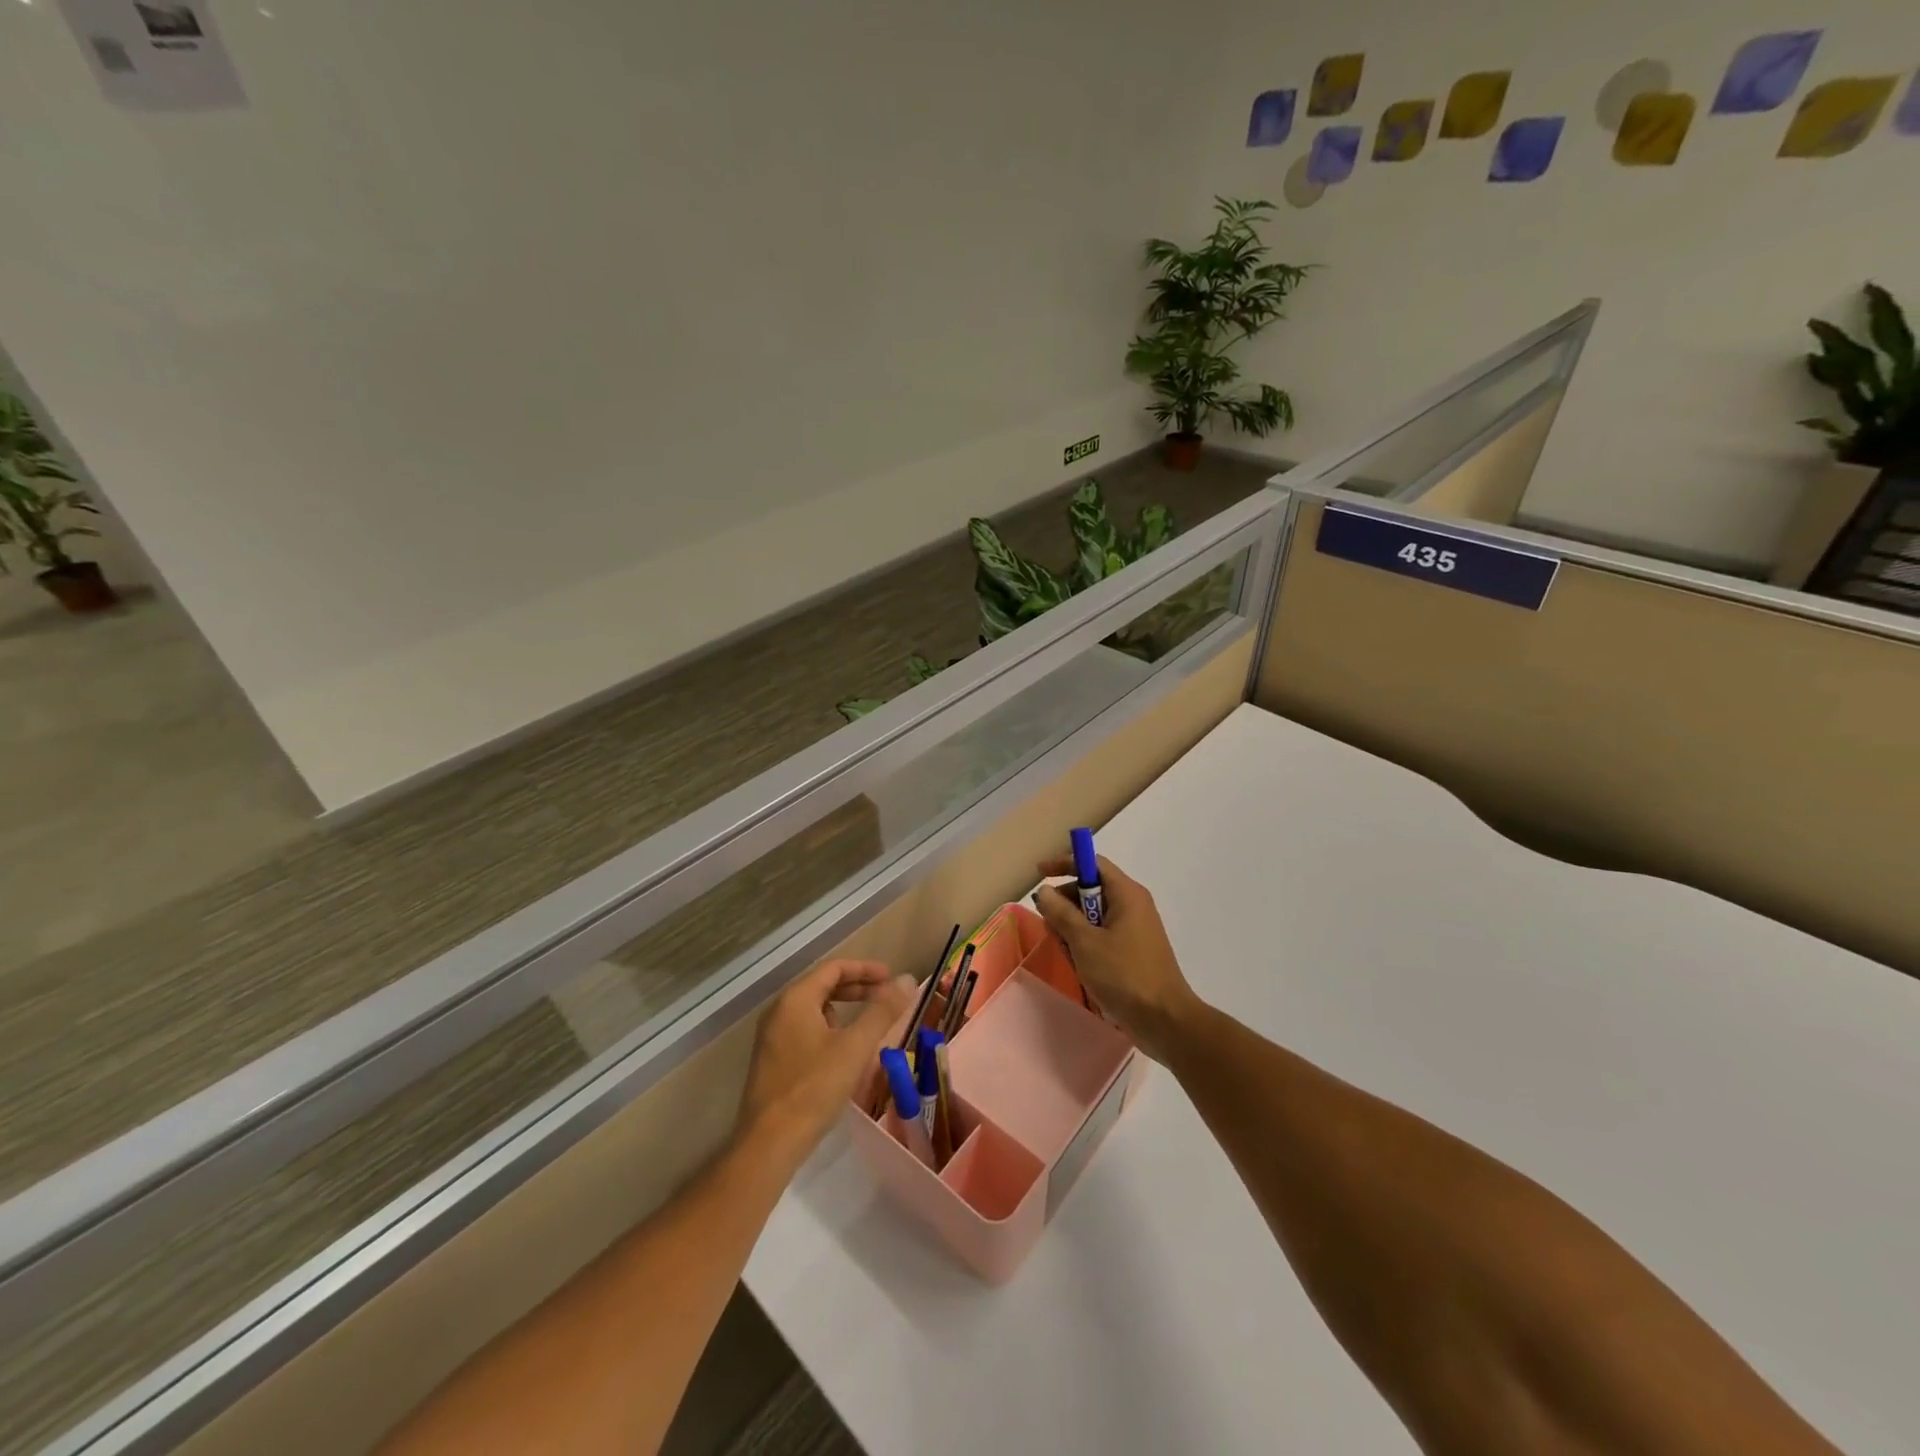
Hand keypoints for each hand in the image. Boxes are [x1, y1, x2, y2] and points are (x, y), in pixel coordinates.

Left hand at [738, 959, 915, 1161]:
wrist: (769, 1144)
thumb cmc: (814, 1088)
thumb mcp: (855, 1047)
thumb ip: (882, 1011)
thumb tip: (907, 979)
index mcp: (795, 999)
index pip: (834, 968)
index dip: (865, 969)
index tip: (891, 978)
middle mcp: (779, 1011)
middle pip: (822, 986)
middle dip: (857, 988)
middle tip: (886, 997)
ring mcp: (771, 1037)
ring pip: (813, 1009)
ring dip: (842, 1009)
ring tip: (867, 1023)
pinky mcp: (771, 1061)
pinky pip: (804, 1029)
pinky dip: (828, 1028)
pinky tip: (843, 1051)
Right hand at [1033, 855, 1202, 1063]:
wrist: (1164, 1020)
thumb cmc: (1124, 975)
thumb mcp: (1085, 942)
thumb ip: (1061, 913)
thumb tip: (1045, 891)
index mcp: (1126, 894)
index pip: (1092, 864)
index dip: (1064, 864)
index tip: (1039, 873)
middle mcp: (1133, 905)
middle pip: (1090, 890)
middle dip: (1066, 906)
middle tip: (1051, 928)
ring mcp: (1135, 929)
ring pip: (1093, 917)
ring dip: (1074, 930)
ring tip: (1069, 955)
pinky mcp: (1133, 951)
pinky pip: (1103, 936)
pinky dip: (1087, 945)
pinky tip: (1081, 967)